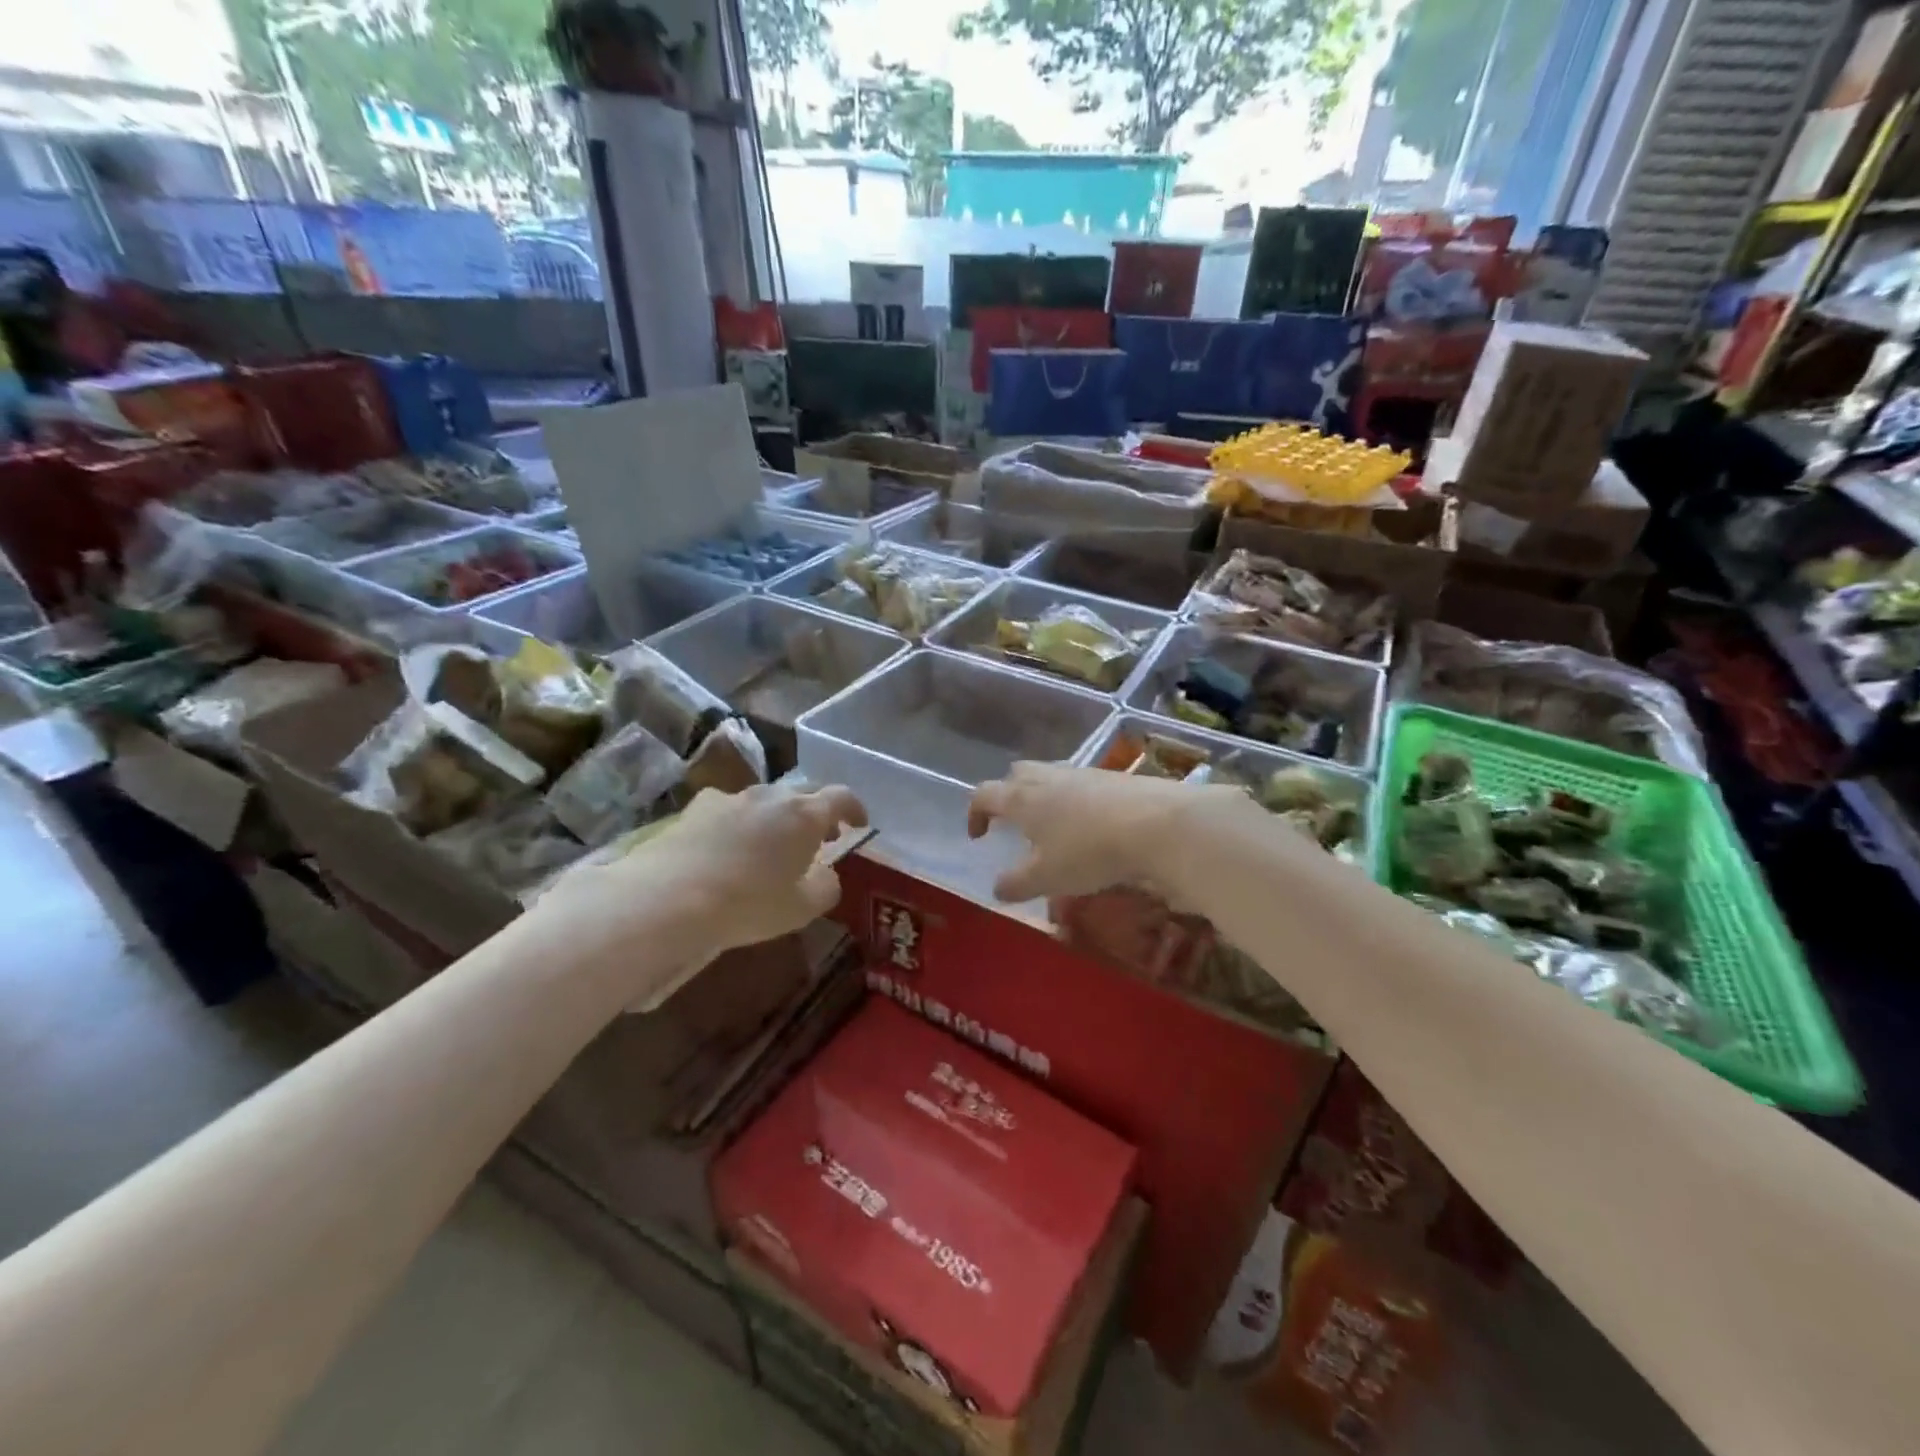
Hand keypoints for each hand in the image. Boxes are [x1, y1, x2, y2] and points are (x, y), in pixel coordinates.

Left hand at [537, 783, 867, 1003]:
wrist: (668, 898)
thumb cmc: (748, 904)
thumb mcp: (802, 908)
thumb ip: (826, 886)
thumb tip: (826, 874)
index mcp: (804, 815)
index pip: (841, 797)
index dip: (854, 808)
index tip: (859, 824)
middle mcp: (770, 796)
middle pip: (803, 794)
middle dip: (815, 814)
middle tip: (819, 839)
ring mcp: (730, 798)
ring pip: (764, 801)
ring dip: (776, 819)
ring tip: (771, 846)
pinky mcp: (695, 808)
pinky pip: (729, 810)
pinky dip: (739, 824)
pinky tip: (727, 849)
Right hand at [966, 761, 1253, 903]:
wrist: (1156, 823)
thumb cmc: (1088, 851)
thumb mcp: (1047, 878)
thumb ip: (1017, 884)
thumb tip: (998, 888)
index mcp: (1021, 798)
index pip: (984, 794)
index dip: (975, 813)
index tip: (978, 836)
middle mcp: (1046, 777)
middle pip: (1016, 774)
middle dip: (1008, 795)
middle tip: (1014, 823)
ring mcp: (1081, 773)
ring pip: (1049, 776)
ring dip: (1042, 797)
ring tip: (1052, 828)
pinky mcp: (1111, 777)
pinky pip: (1080, 784)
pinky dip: (1073, 801)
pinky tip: (1089, 826)